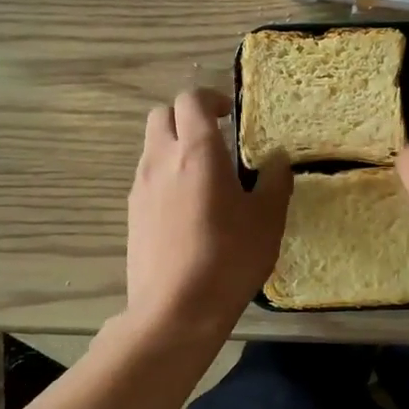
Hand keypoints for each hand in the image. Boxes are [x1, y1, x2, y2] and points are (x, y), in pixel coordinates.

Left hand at [126, 89, 289, 338]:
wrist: (176, 309)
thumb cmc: (228, 258)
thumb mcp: (267, 220)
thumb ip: (274, 182)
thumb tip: (276, 160)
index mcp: (197, 151)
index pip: (191, 99)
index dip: (210, 98)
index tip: (229, 115)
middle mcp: (161, 159)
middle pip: (162, 115)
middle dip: (186, 117)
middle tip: (215, 139)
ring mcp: (140, 187)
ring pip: (151, 146)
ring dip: (174, 147)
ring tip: (203, 177)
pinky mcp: (131, 214)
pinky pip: (147, 177)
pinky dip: (165, 176)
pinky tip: (187, 209)